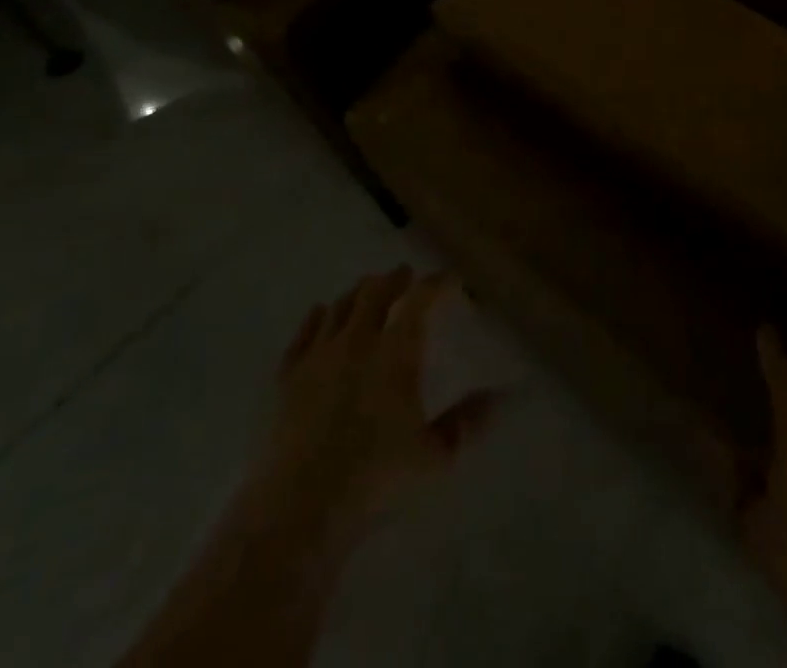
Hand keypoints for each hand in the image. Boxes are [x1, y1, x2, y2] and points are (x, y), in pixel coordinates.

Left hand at [246, 267, 496, 561]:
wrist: (298, 510)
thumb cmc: (375, 480)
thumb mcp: (435, 457)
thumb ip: (467, 422)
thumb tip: (500, 396)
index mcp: (396, 352)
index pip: (420, 300)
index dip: (436, 284)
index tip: (449, 280)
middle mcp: (357, 341)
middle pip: (375, 292)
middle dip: (394, 280)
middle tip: (404, 276)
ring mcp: (318, 356)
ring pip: (339, 307)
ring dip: (358, 294)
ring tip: (367, 291)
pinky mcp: (286, 378)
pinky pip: (303, 333)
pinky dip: (316, 318)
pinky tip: (320, 314)